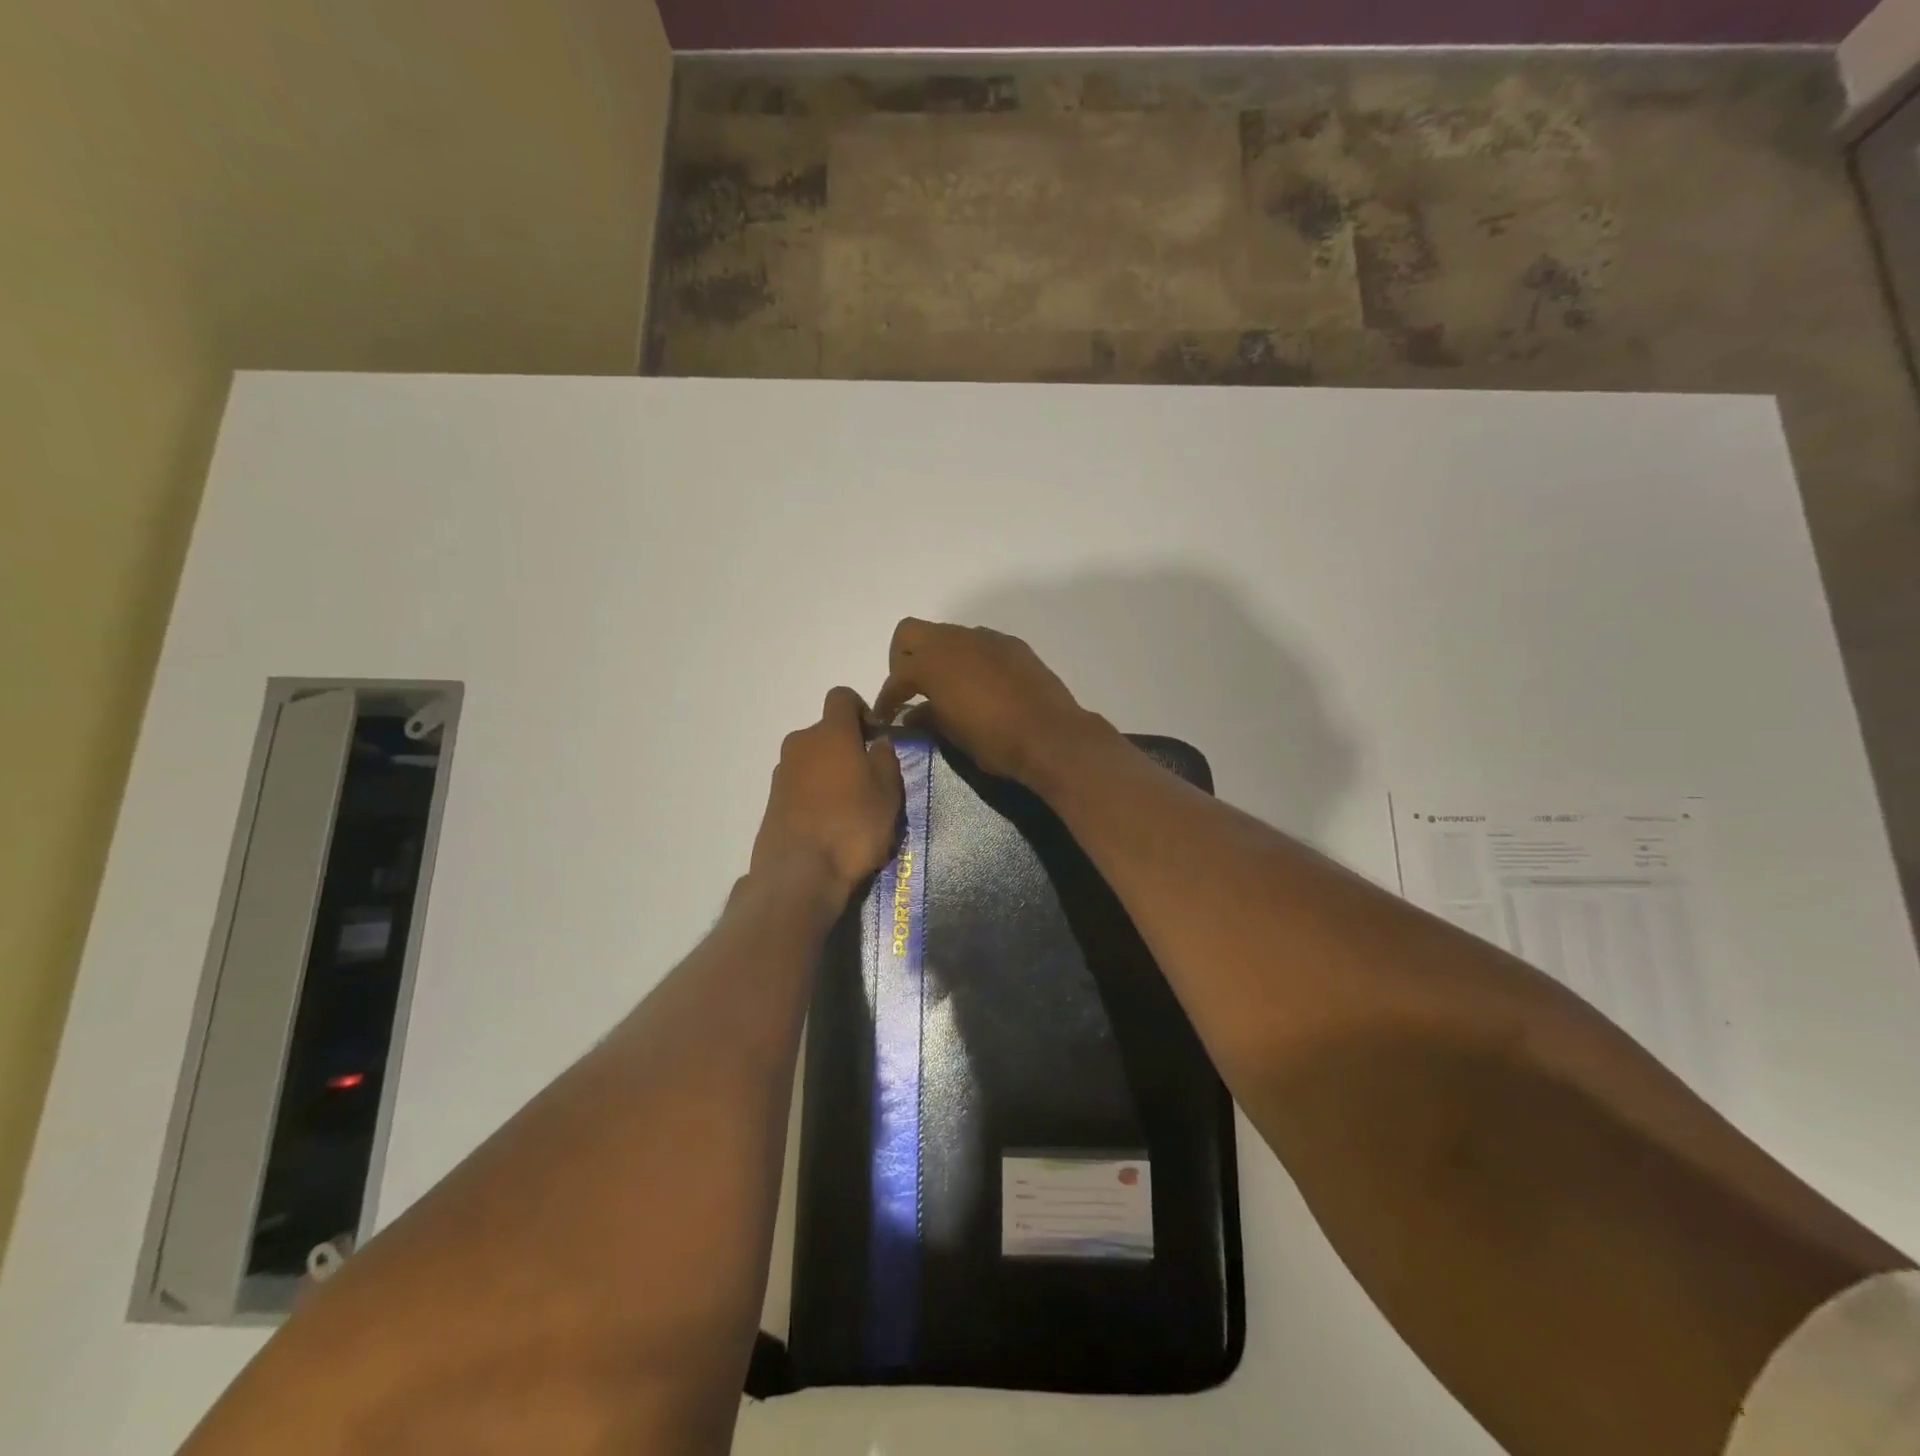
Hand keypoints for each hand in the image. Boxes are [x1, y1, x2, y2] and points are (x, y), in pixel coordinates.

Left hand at [751, 687, 904, 899]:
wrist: (800, 873)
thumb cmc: (853, 825)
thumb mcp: (888, 792)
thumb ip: (886, 759)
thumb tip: (877, 742)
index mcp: (830, 733)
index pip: (842, 697)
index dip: (861, 709)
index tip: (875, 736)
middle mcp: (800, 744)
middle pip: (827, 732)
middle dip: (847, 748)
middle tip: (868, 780)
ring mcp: (782, 773)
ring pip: (812, 760)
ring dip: (830, 774)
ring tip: (850, 809)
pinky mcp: (772, 802)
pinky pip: (800, 786)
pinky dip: (815, 796)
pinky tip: (830, 825)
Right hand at [872, 618, 1113, 786]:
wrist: (1051, 736)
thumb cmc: (995, 741)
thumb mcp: (953, 735)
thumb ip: (927, 718)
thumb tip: (912, 714)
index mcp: (932, 663)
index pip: (896, 676)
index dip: (886, 698)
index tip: (885, 716)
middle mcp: (955, 641)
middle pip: (911, 633)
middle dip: (903, 658)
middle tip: (910, 688)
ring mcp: (986, 638)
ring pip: (947, 635)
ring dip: (938, 655)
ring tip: (945, 686)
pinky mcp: (1012, 645)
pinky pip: (978, 644)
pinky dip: (968, 658)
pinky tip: (978, 684)